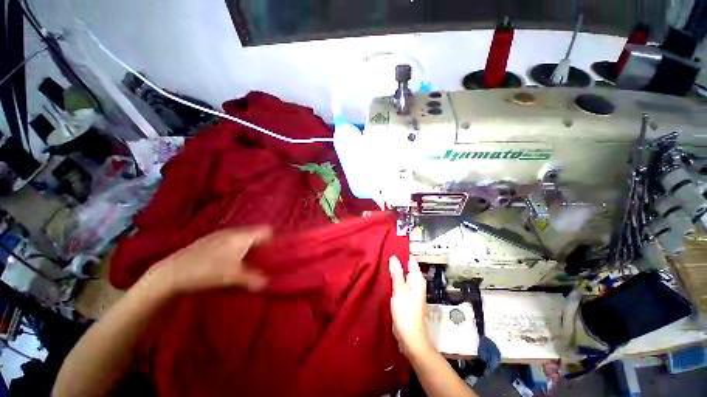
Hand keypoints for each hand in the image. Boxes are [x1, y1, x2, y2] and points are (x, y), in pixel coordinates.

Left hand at [145, 226, 271, 295]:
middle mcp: (233, 231)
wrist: (171, 272)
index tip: (278, 248)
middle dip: (263, 242)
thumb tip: (268, 283)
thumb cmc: (206, 272)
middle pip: (256, 232)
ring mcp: (220, 233)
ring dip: (250, 243)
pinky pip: (232, 238)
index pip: (266, 230)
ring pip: (243, 235)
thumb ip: (253, 279)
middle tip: (266, 255)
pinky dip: (238, 244)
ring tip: (251, 257)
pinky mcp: (210, 239)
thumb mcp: (232, 277)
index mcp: (242, 236)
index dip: (274, 237)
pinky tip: (231, 257)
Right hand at [389, 256, 431, 356]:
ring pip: (401, 275)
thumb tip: (394, 257)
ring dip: (393, 271)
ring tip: (381, 264)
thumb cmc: (406, 312)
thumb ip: (397, 273)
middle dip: (395, 262)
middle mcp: (416, 282)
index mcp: (417, 278)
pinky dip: (393, 280)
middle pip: (406, 267)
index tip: (389, 248)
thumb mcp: (400, 290)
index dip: (401, 253)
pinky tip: (384, 278)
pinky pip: (399, 284)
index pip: (410, 259)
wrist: (410, 337)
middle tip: (382, 256)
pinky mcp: (405, 297)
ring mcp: (411, 290)